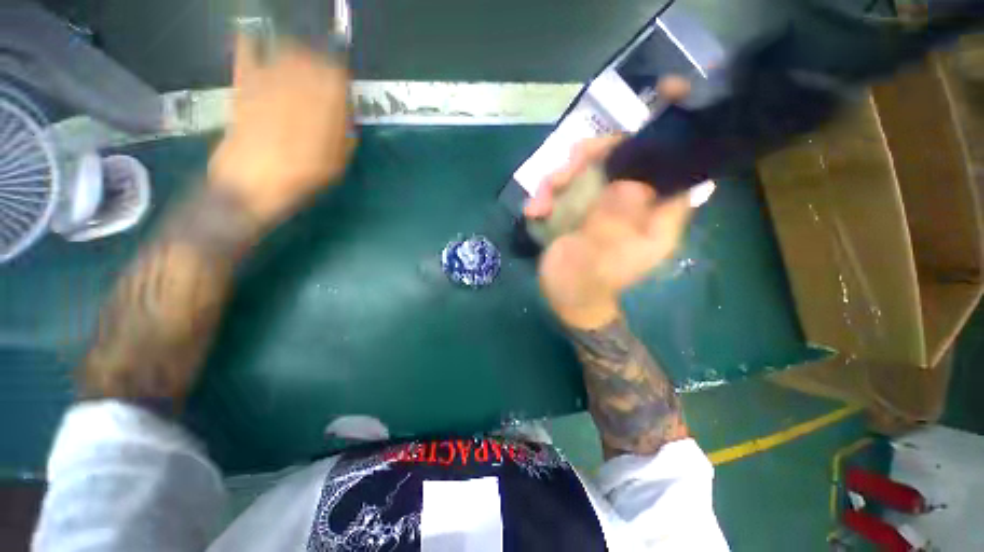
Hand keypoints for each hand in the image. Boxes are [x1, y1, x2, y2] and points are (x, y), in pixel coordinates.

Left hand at [209, 35, 351, 225]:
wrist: (252, 182)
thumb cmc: (300, 177)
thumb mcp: (336, 165)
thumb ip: (345, 137)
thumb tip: (347, 119)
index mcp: (326, 108)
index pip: (338, 76)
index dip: (342, 79)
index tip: (343, 88)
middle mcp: (299, 86)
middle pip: (314, 57)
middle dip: (321, 63)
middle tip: (323, 74)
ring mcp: (269, 81)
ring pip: (287, 49)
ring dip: (297, 52)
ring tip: (300, 62)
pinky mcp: (244, 83)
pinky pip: (247, 51)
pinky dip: (251, 43)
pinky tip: (256, 40)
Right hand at [529, 137, 693, 329]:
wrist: (564, 298)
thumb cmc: (585, 285)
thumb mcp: (599, 257)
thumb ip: (614, 222)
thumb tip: (631, 180)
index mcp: (654, 218)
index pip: (673, 171)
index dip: (667, 140)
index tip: (656, 100)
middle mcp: (634, 205)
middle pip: (625, 160)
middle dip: (593, 157)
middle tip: (565, 168)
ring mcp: (604, 204)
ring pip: (590, 170)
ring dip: (560, 178)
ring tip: (540, 201)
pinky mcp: (580, 209)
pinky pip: (567, 188)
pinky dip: (548, 194)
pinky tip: (533, 210)